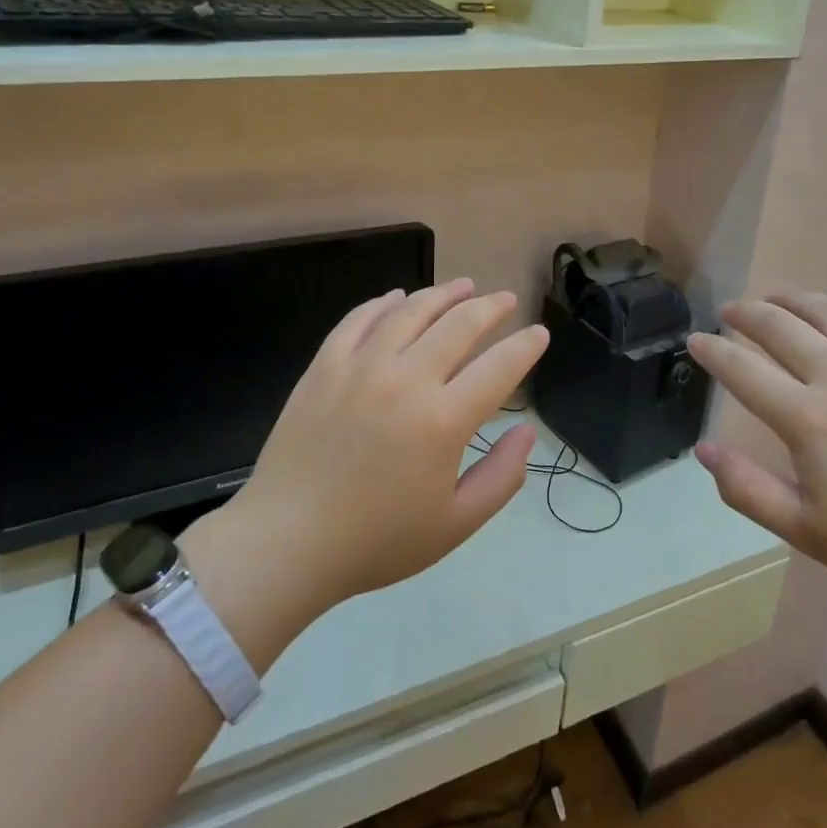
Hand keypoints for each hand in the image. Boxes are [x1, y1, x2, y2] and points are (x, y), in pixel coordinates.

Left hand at [210, 280, 548, 614]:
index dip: (526, 346)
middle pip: (459, 325)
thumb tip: (527, 431)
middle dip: (491, 307)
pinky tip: (397, 298)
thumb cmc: (377, 541)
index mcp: (443, 420)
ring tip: (464, 285)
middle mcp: (406, 380)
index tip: (539, 334)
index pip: (500, 367)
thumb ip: (501, 476)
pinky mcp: (324, 366)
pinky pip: (359, 319)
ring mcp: (361, 367)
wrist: (287, 542)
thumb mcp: (455, 524)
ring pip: (411, 311)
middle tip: (506, 300)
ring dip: (443, 293)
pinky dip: (384, 303)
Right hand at [687, 294, 826, 612]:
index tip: (695, 340)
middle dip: (747, 313)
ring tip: (775, 299)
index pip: (743, 370)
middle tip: (730, 312)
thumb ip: (749, 490)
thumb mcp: (810, 533)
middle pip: (780, 326)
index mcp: (809, 420)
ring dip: (793, 299)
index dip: (713, 351)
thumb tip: (704, 449)